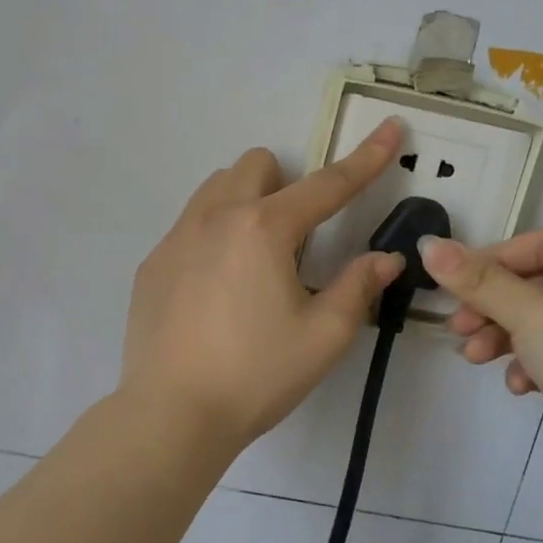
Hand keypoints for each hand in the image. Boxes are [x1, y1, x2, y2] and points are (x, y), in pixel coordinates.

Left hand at [120, 120, 406, 454]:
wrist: (172, 414)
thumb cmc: (257, 375)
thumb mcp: (324, 336)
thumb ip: (358, 286)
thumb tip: (384, 258)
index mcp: (264, 229)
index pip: (327, 184)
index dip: (365, 158)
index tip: (390, 128)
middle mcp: (215, 217)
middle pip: (257, 165)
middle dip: (285, 185)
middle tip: (295, 240)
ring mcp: (175, 238)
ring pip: (216, 188)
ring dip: (245, 202)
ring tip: (253, 261)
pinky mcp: (152, 264)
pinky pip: (189, 225)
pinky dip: (212, 237)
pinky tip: (214, 292)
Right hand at [420, 230, 542, 488]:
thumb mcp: (531, 313)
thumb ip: (477, 279)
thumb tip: (428, 244)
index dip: (494, 259)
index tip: (454, 283)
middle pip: (541, 285)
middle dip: (493, 306)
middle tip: (457, 326)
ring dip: (503, 336)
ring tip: (474, 358)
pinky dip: (531, 364)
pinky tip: (519, 386)